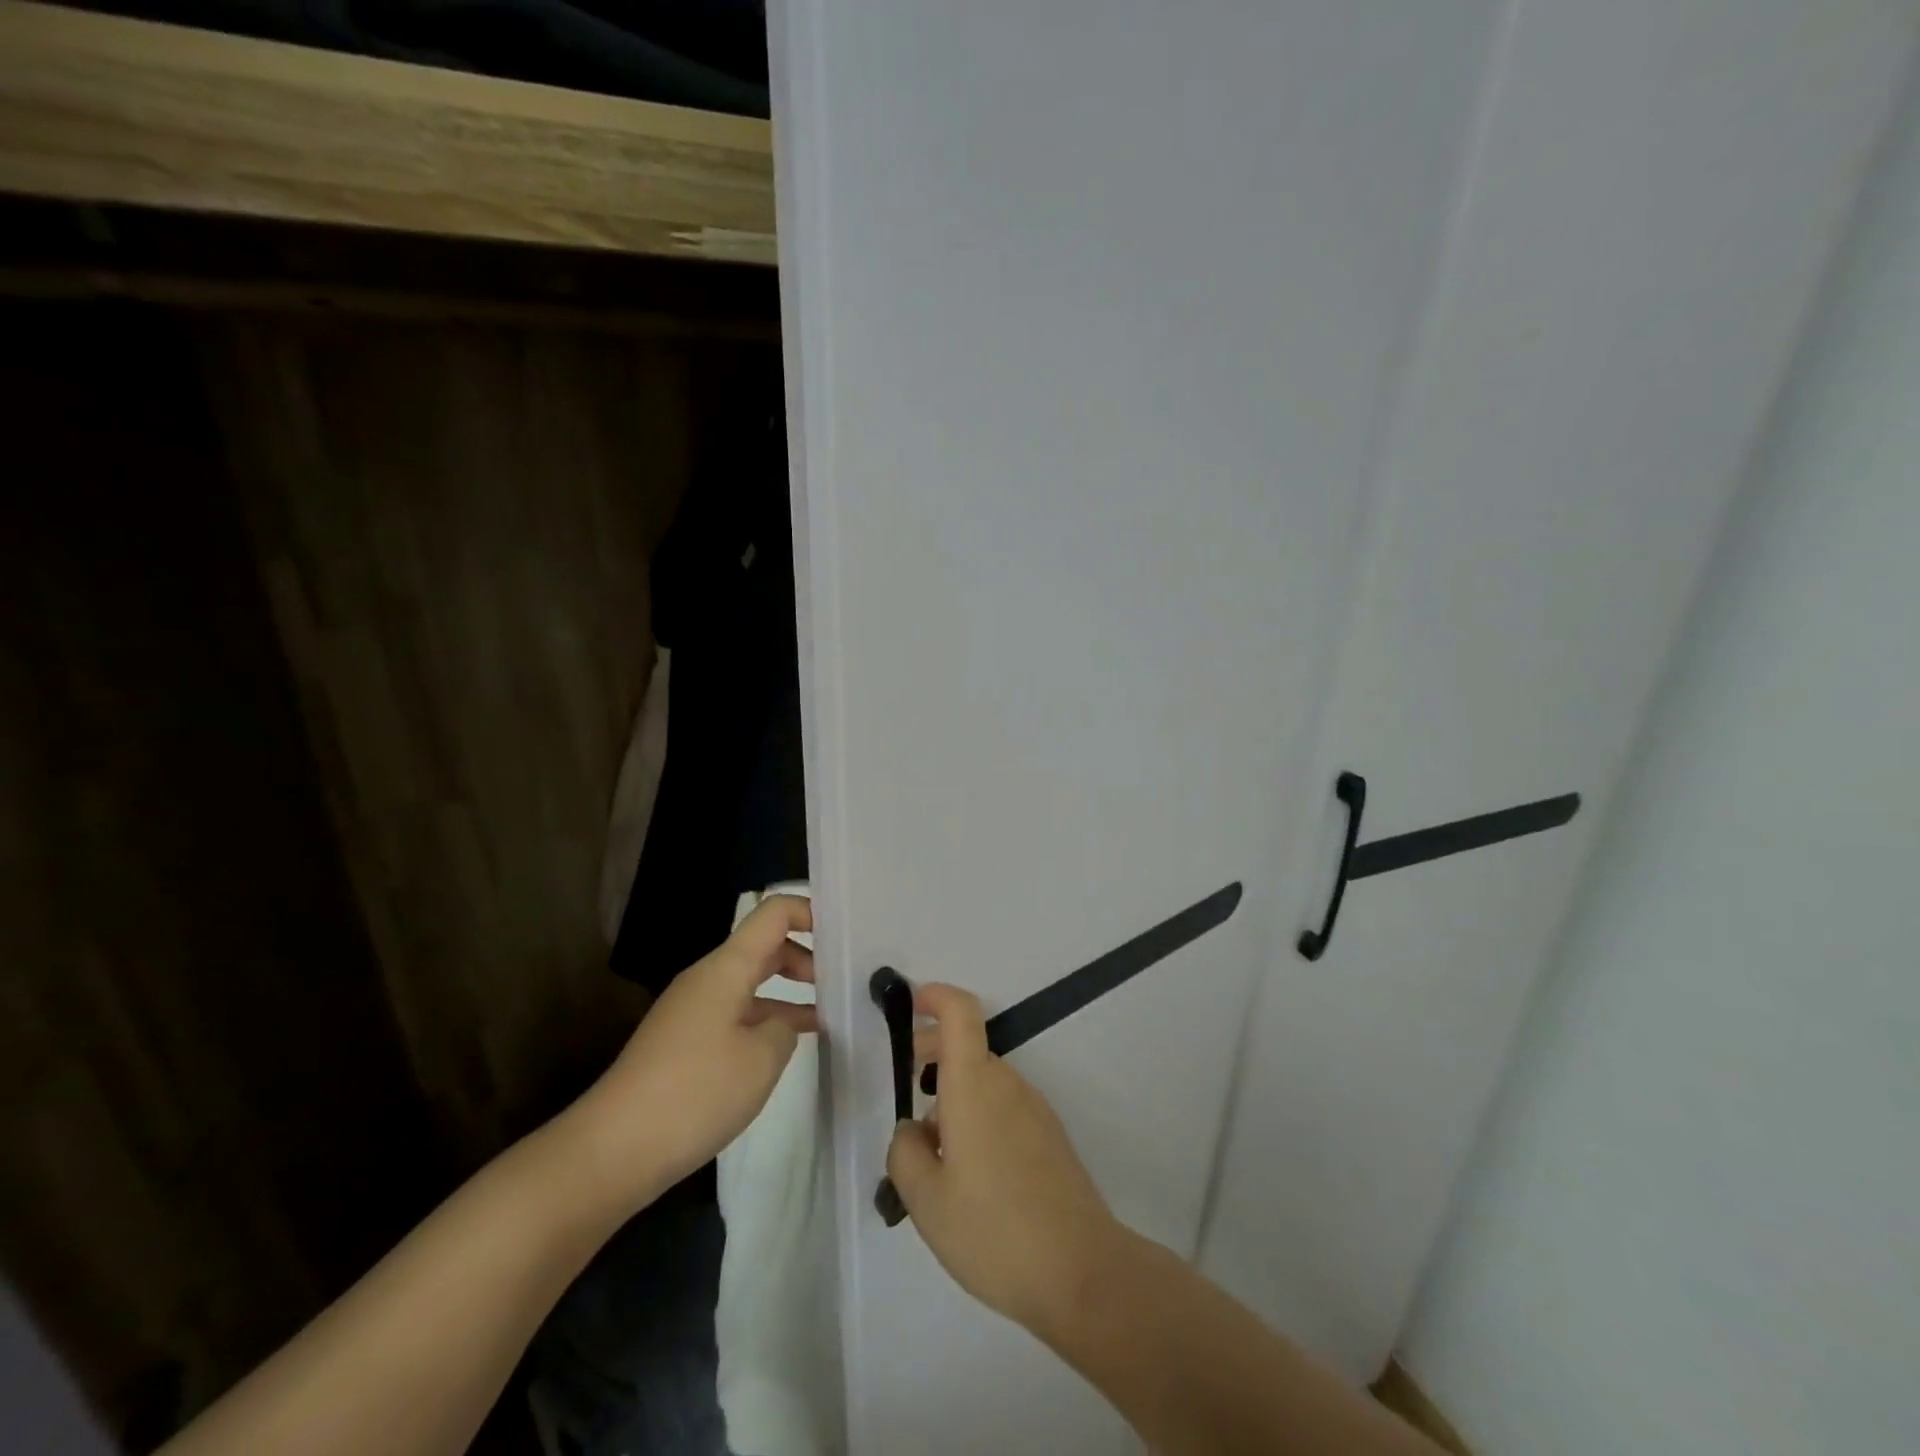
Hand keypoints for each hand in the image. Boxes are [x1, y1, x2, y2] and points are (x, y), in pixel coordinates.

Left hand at [573, 895, 816, 1210]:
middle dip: (806, 955)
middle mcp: (708, 979)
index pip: (773, 913)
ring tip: (828, 1015)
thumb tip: (783, 1023)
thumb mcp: (762, 1058)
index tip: (845, 935)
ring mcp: (693, 1010)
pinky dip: (766, 1019)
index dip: (811, 912)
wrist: (612, 1151)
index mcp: (726, 968)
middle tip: (843, 982)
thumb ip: (786, 1027)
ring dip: (789, 991)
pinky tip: (787, 1046)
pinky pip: (736, 1012)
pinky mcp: (685, 1042)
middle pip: (764, 946)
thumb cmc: (694, 1092)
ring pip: (752, 982)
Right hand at [885, 984, 1121, 1337]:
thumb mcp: (925, 1200)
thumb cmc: (993, 1229)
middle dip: (933, 1055)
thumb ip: (905, 1153)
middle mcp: (1007, 1084)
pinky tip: (969, 1174)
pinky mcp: (1049, 1137)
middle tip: (907, 1090)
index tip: (912, 1004)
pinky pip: (1004, 1108)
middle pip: (968, 1048)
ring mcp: (1034, 1110)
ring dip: (955, 1095)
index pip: (960, 1013)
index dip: (935, 997)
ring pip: (985, 1082)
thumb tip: (913, 1130)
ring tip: (934, 1154)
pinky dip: (978, 1117)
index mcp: (974, 1085)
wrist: (1081, 1271)